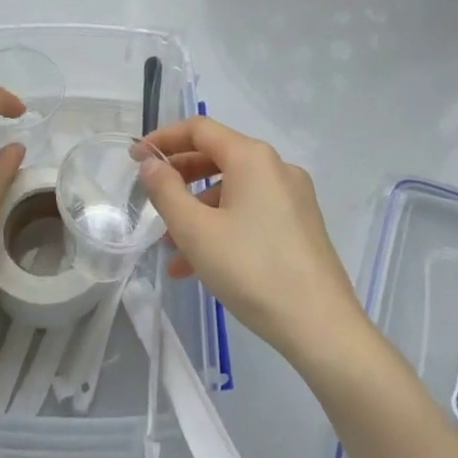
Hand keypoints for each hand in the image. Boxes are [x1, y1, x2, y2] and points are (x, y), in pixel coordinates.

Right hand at [139, 117, 365, 368]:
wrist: (322, 328)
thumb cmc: (252, 270)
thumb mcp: (195, 231)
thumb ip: (166, 191)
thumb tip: (150, 164)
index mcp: (252, 157)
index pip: (199, 129)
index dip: (163, 139)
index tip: (135, 158)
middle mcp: (276, 167)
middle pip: (217, 157)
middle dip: (179, 178)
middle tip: (151, 199)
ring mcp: (293, 197)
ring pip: (233, 190)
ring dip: (197, 210)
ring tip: (171, 249)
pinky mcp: (301, 225)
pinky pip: (251, 212)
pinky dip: (222, 226)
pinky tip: (201, 265)